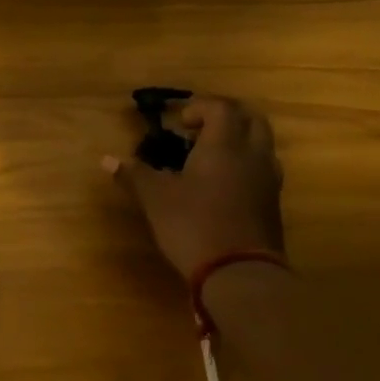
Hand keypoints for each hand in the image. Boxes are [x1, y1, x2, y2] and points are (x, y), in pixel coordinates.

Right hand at [104, 95, 284, 278]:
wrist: (240, 273)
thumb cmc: (193, 225)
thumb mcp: (155, 199)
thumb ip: (135, 175)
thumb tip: (107, 159)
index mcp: (224, 146)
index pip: (221, 108)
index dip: (199, 107)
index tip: (177, 122)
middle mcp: (252, 155)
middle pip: (251, 118)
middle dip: (225, 116)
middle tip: (198, 129)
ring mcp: (268, 180)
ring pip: (261, 144)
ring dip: (238, 139)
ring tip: (208, 156)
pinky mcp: (272, 203)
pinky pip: (262, 168)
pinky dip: (243, 163)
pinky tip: (220, 184)